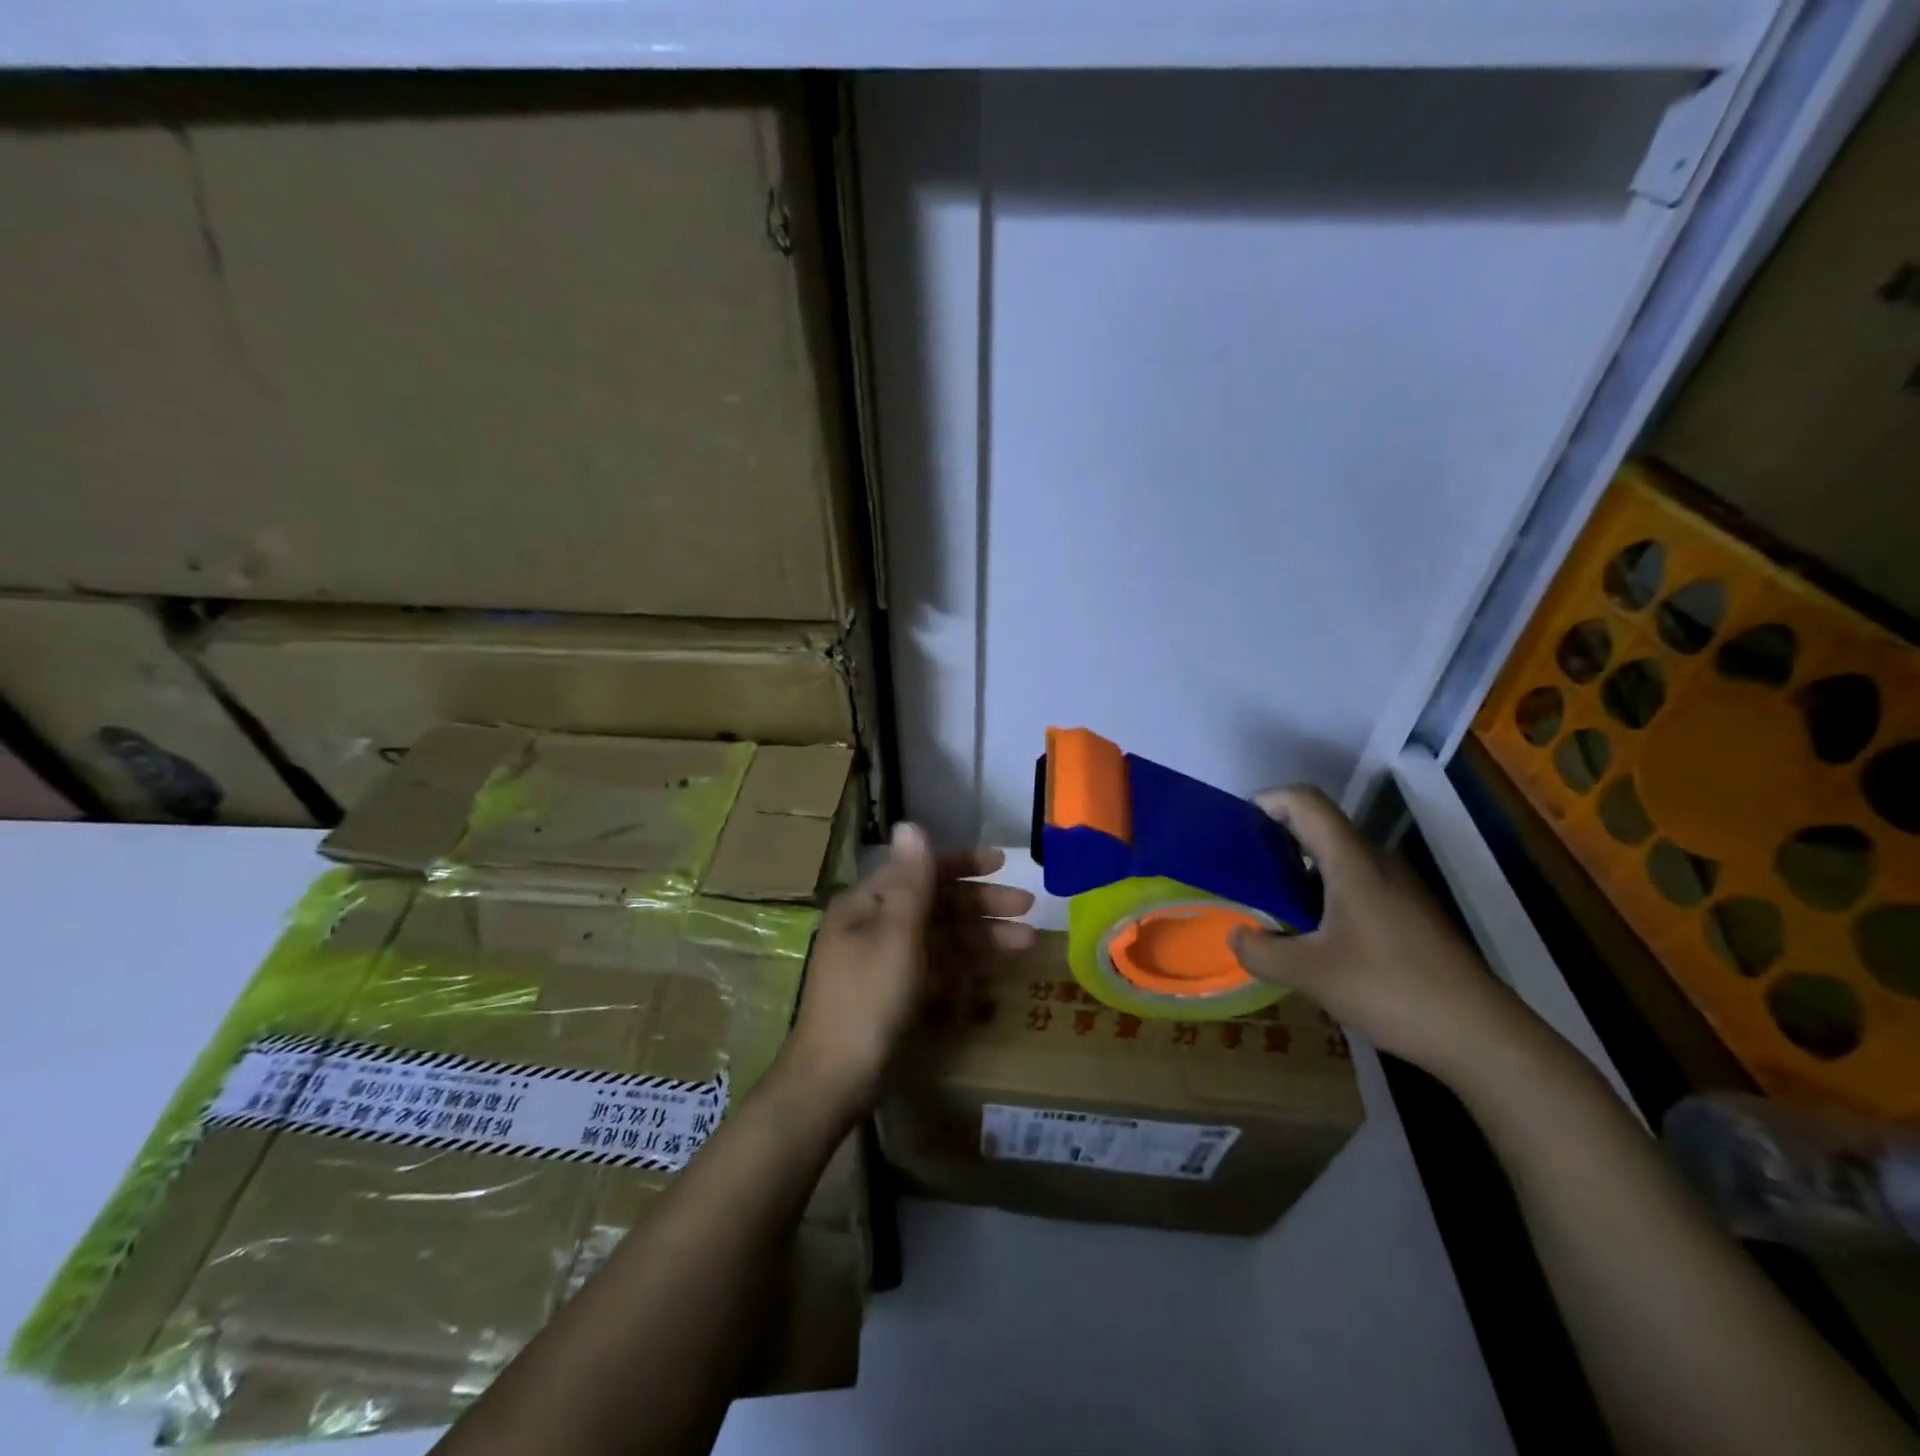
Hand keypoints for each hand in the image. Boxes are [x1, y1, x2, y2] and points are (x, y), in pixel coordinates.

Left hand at [786, 824, 1035, 1114]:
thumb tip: (910, 823)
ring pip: (940, 936)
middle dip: (982, 903)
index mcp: (867, 904)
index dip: (962, 863)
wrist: (835, 1080)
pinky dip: (964, 965)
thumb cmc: (867, 1000)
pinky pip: (936, 966)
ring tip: (1026, 943)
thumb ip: (911, 882)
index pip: (920, 869)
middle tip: (1028, 908)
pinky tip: (995, 972)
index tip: (1004, 864)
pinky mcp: (895, 992)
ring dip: (982, 936)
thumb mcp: (895, 936)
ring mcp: (884, 960)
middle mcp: (874, 924)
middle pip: (935, 902)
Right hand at [1229, 785, 1537, 1085]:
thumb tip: (1236, 936)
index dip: (1266, 802)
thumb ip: (1261, 952)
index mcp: (1351, 861)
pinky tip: (1312, 936)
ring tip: (1269, 907)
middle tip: (1242, 873)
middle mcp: (1376, 862)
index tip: (1235, 830)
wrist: (1482, 1036)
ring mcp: (1397, 888)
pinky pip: (1355, 884)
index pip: (1304, 801)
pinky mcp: (1408, 914)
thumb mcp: (1311, 975)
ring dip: (1297, 871)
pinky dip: (1322, 894)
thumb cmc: (1392, 989)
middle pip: (1318, 826)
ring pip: (1336, 858)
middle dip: (1273, 840)